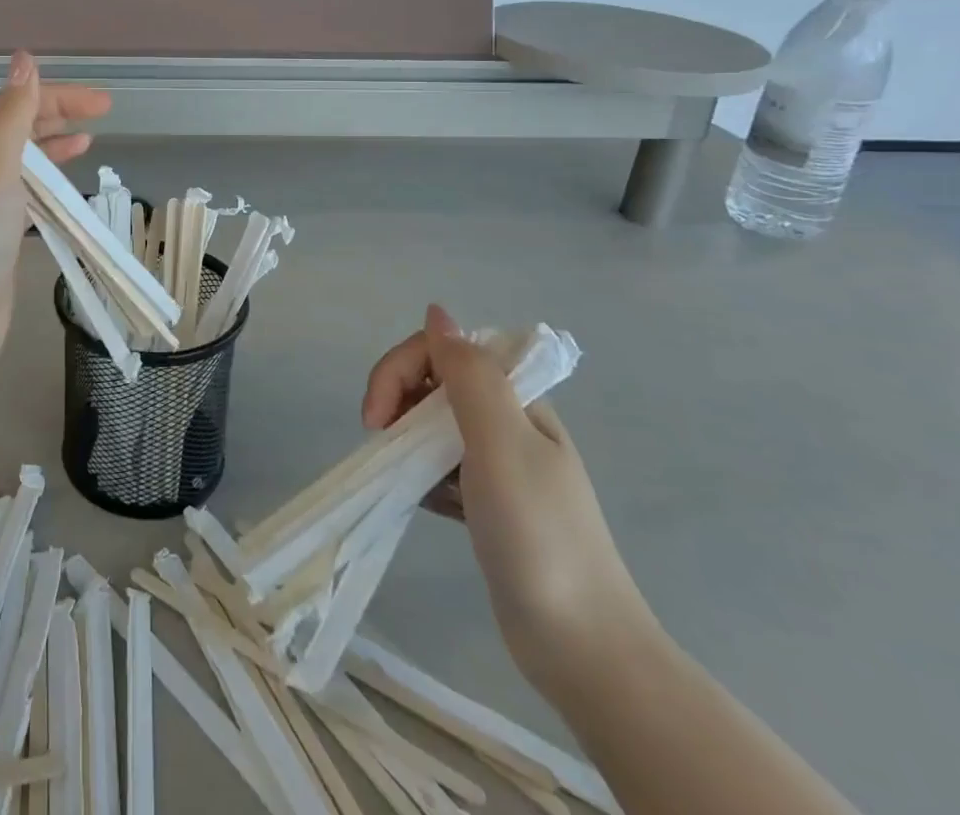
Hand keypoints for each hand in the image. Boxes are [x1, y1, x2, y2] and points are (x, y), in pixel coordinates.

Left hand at [0, 51, 110, 379]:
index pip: (13, 105)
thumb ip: (12, 114)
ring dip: (53, 149)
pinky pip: (28, 199)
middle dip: (58, 116)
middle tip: (103, 113)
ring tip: (87, 142)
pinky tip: (67, 190)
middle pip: (19, 130)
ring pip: (24, 165)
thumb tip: (25, 60)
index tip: (99, 102)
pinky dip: (50, 188)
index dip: (55, 96)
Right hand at [362, 306, 659, 700]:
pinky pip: (440, 468)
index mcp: (517, 401)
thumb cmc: (538, 535)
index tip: (376, 417)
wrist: (583, 647)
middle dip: (397, 401)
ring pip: (433, 425)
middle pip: (434, 383)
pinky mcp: (489, 503)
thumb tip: (437, 312)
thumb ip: (468, 375)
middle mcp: (509, 423)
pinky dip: (421, 477)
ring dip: (406, 440)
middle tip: (378, 439)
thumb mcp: (501, 443)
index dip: (401, 369)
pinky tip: (420, 501)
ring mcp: (500, 465)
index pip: (444, 351)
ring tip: (400, 475)